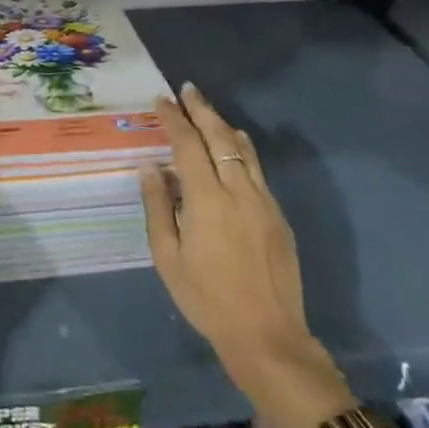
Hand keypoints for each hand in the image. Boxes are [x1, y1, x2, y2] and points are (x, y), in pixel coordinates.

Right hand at [139, 84, 353, 427]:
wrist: (267, 337)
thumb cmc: (207, 299)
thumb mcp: (168, 257)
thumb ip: (158, 207)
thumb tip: (151, 168)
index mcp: (207, 200)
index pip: (188, 145)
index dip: (174, 119)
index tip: (161, 101)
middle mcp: (238, 191)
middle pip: (219, 137)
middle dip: (201, 110)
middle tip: (187, 90)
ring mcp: (263, 202)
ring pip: (243, 150)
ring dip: (223, 126)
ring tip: (207, 111)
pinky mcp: (277, 216)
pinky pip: (257, 170)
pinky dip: (241, 149)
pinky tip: (234, 147)